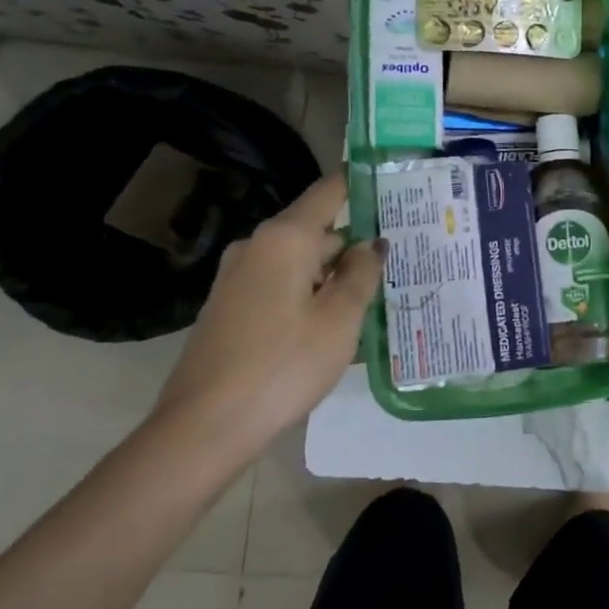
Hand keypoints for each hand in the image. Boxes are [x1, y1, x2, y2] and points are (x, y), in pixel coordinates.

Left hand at [152, 173, 382, 451]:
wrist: (206, 425)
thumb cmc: (284, 363)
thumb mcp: (340, 318)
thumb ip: (362, 273)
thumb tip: (372, 243)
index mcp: (284, 238)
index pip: (329, 191)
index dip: (361, 184)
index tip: (395, 184)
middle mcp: (257, 247)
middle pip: (317, 230)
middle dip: (356, 242)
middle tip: (402, 256)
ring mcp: (239, 277)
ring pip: (301, 262)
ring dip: (336, 274)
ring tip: (378, 292)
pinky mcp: (232, 306)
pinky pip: (283, 285)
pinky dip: (312, 293)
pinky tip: (338, 320)